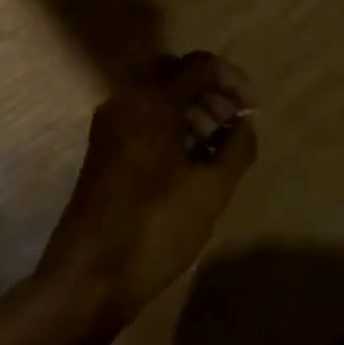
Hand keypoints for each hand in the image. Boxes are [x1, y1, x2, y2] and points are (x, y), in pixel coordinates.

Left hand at [39, 51, 258, 328]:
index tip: (254, 110)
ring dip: (191, 108)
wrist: (89, 278)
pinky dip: (170, 125)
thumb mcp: (212, 190)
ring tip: (217, 145)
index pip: (200, 66)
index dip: (234, 81)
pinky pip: (142, 117)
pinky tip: (191, 160)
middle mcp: (125, 101)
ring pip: (157, 95)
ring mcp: (109, 125)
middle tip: (233, 123)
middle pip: (175, 73)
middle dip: (209, 91)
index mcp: (151, 102)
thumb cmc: (156, 228)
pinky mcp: (104, 149)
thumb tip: (244, 125)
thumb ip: (237, 148)